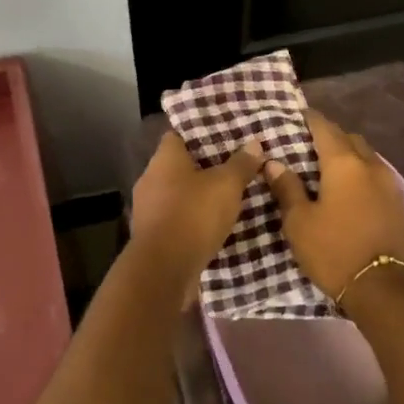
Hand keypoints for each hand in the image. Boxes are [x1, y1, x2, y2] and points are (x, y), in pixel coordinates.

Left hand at [129, 133, 264, 299]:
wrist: (164, 269)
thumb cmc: (194, 215)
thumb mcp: (226, 185)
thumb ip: (241, 164)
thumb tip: (254, 143)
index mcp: (164, 159)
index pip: (178, 135)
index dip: (200, 134)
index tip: (224, 137)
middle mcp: (150, 179)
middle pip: (179, 165)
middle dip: (204, 167)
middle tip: (234, 167)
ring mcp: (148, 209)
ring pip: (178, 193)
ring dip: (199, 196)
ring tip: (228, 196)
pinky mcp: (153, 235)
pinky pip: (177, 218)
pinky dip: (193, 219)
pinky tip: (214, 224)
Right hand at [264, 111, 403, 303]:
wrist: (385, 288)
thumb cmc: (334, 251)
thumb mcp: (299, 222)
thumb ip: (287, 189)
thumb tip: (274, 163)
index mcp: (343, 164)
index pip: (325, 128)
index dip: (310, 118)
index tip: (297, 114)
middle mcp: (370, 165)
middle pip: (349, 139)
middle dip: (331, 136)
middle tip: (309, 143)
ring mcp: (390, 184)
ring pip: (367, 157)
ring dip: (349, 155)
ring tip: (328, 166)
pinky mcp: (399, 204)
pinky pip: (376, 176)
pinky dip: (361, 173)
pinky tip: (350, 189)